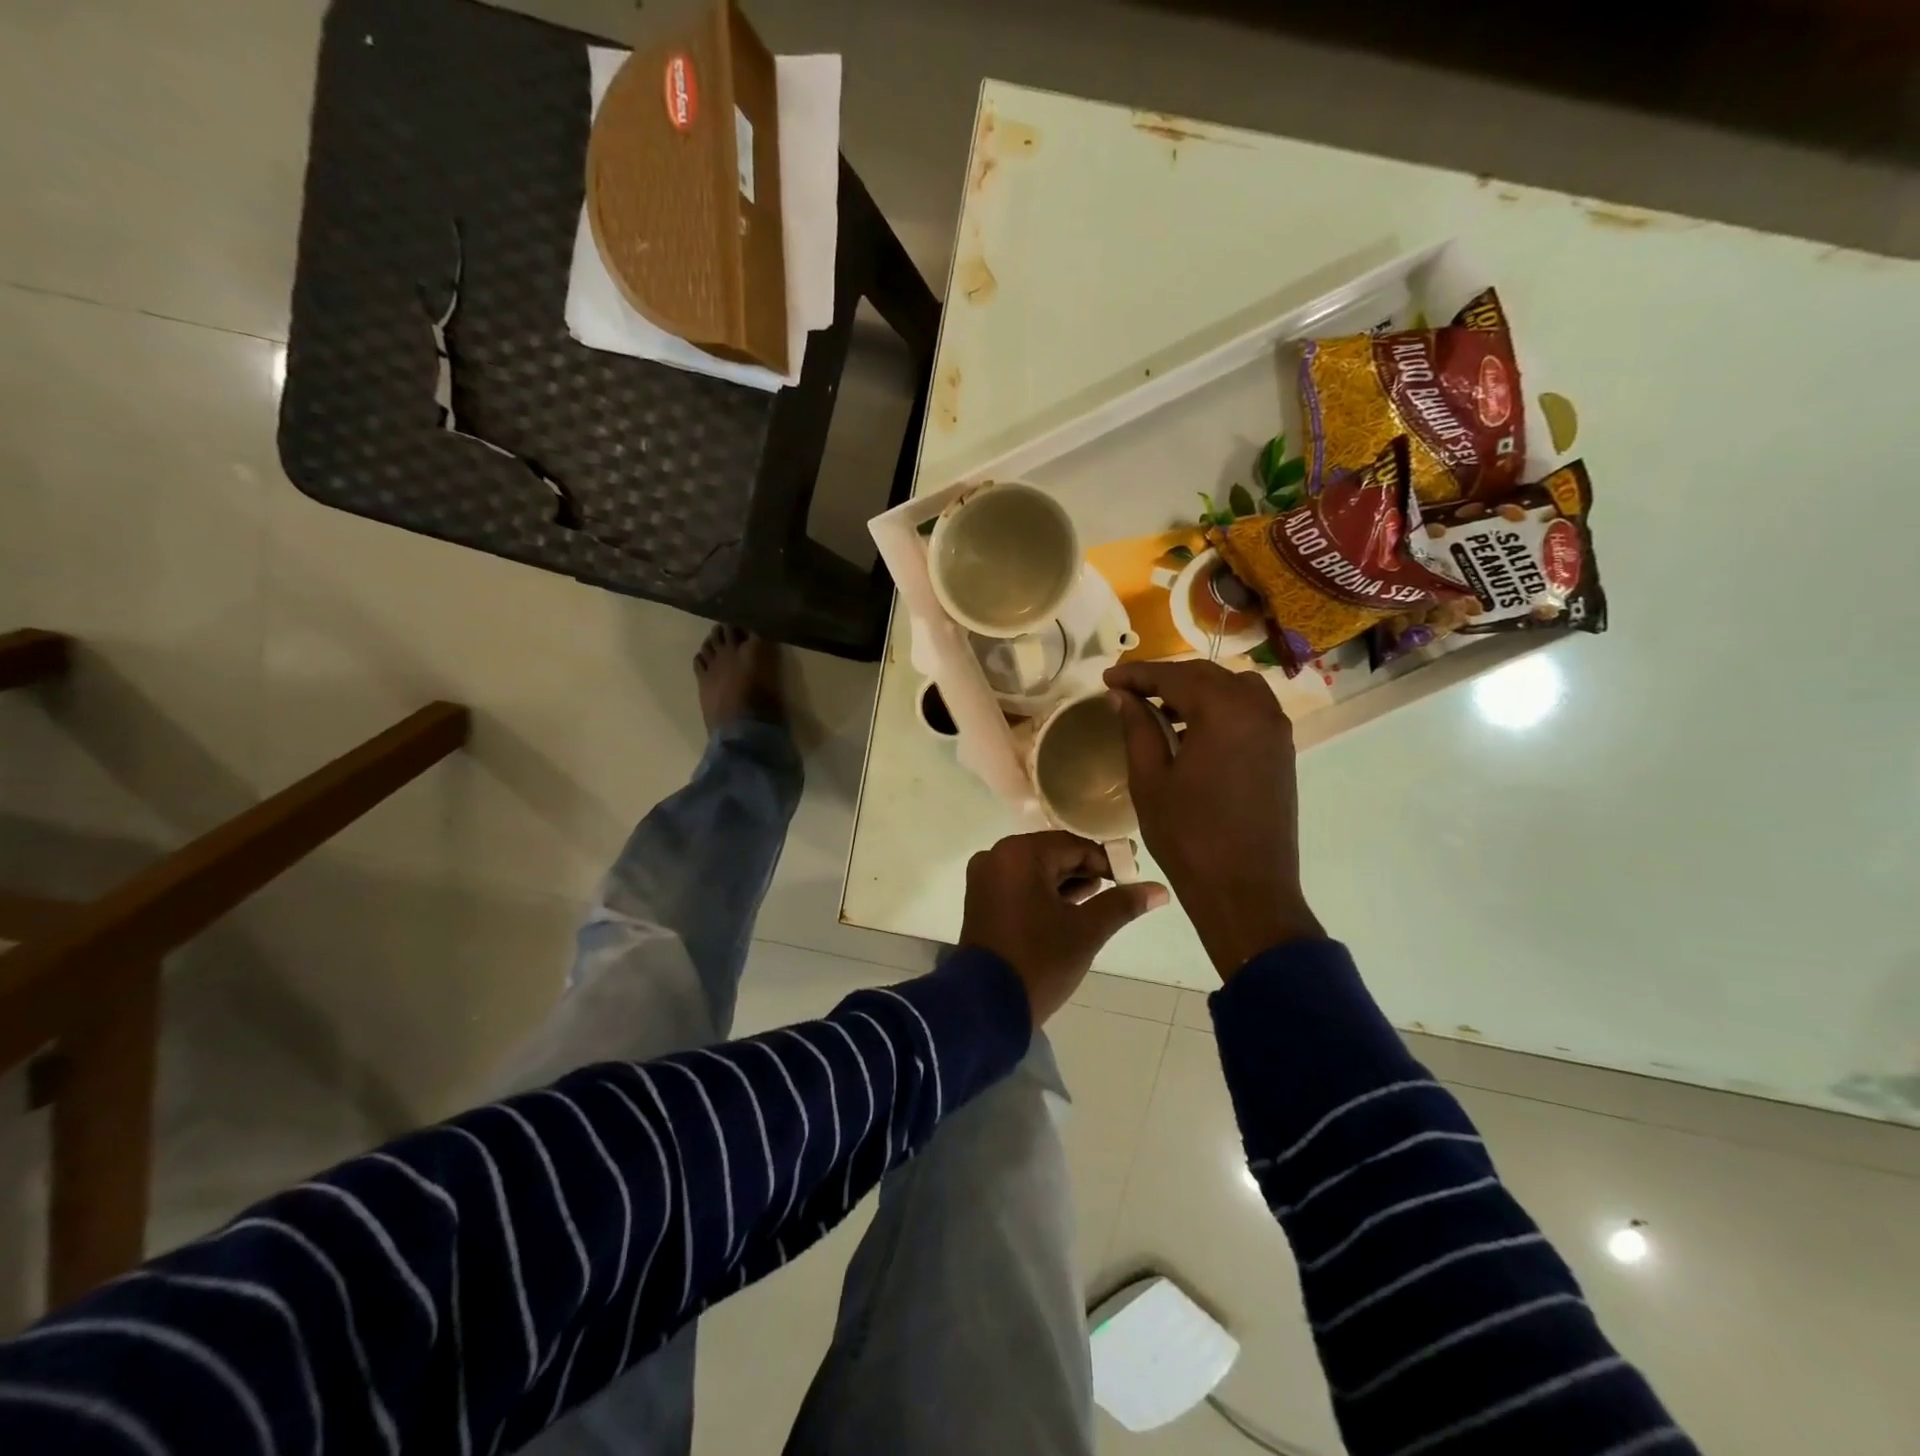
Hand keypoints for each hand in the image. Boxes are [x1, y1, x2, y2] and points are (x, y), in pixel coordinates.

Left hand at [959, 832, 1168, 1023]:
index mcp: (1019, 854)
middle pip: (1053, 854)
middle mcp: (997, 857)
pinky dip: (1047, 892)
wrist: (986, 1006)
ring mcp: (985, 879)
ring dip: (1069, 881)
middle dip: (1088, 869)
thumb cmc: (1039, 960)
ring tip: (1105, 896)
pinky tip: (1075, 906)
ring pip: (1037, 870)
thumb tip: (1160, 890)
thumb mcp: (1086, 931)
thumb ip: (1122, 903)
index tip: (1134, 872)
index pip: (1073, 845)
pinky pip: (1021, 885)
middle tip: (1124, 883)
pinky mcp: (982, 900)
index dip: (1107, 858)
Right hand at [1103, 659, 1323, 978]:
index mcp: (1224, 712)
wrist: (1246, 891)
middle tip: (1129, 691)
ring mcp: (1277, 731)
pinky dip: (1219, 710)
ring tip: (1159, 711)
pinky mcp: (1282, 752)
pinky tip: (1191, 733)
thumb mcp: (1150, 781)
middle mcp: (1258, 710)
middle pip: (1207, 676)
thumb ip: (1137, 729)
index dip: (1138, 675)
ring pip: (1232, 689)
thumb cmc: (1189, 837)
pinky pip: (1249, 712)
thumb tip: (1123, 696)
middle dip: (1166, 679)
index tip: (1107, 678)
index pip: (1175, 677)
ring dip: (1195, 692)